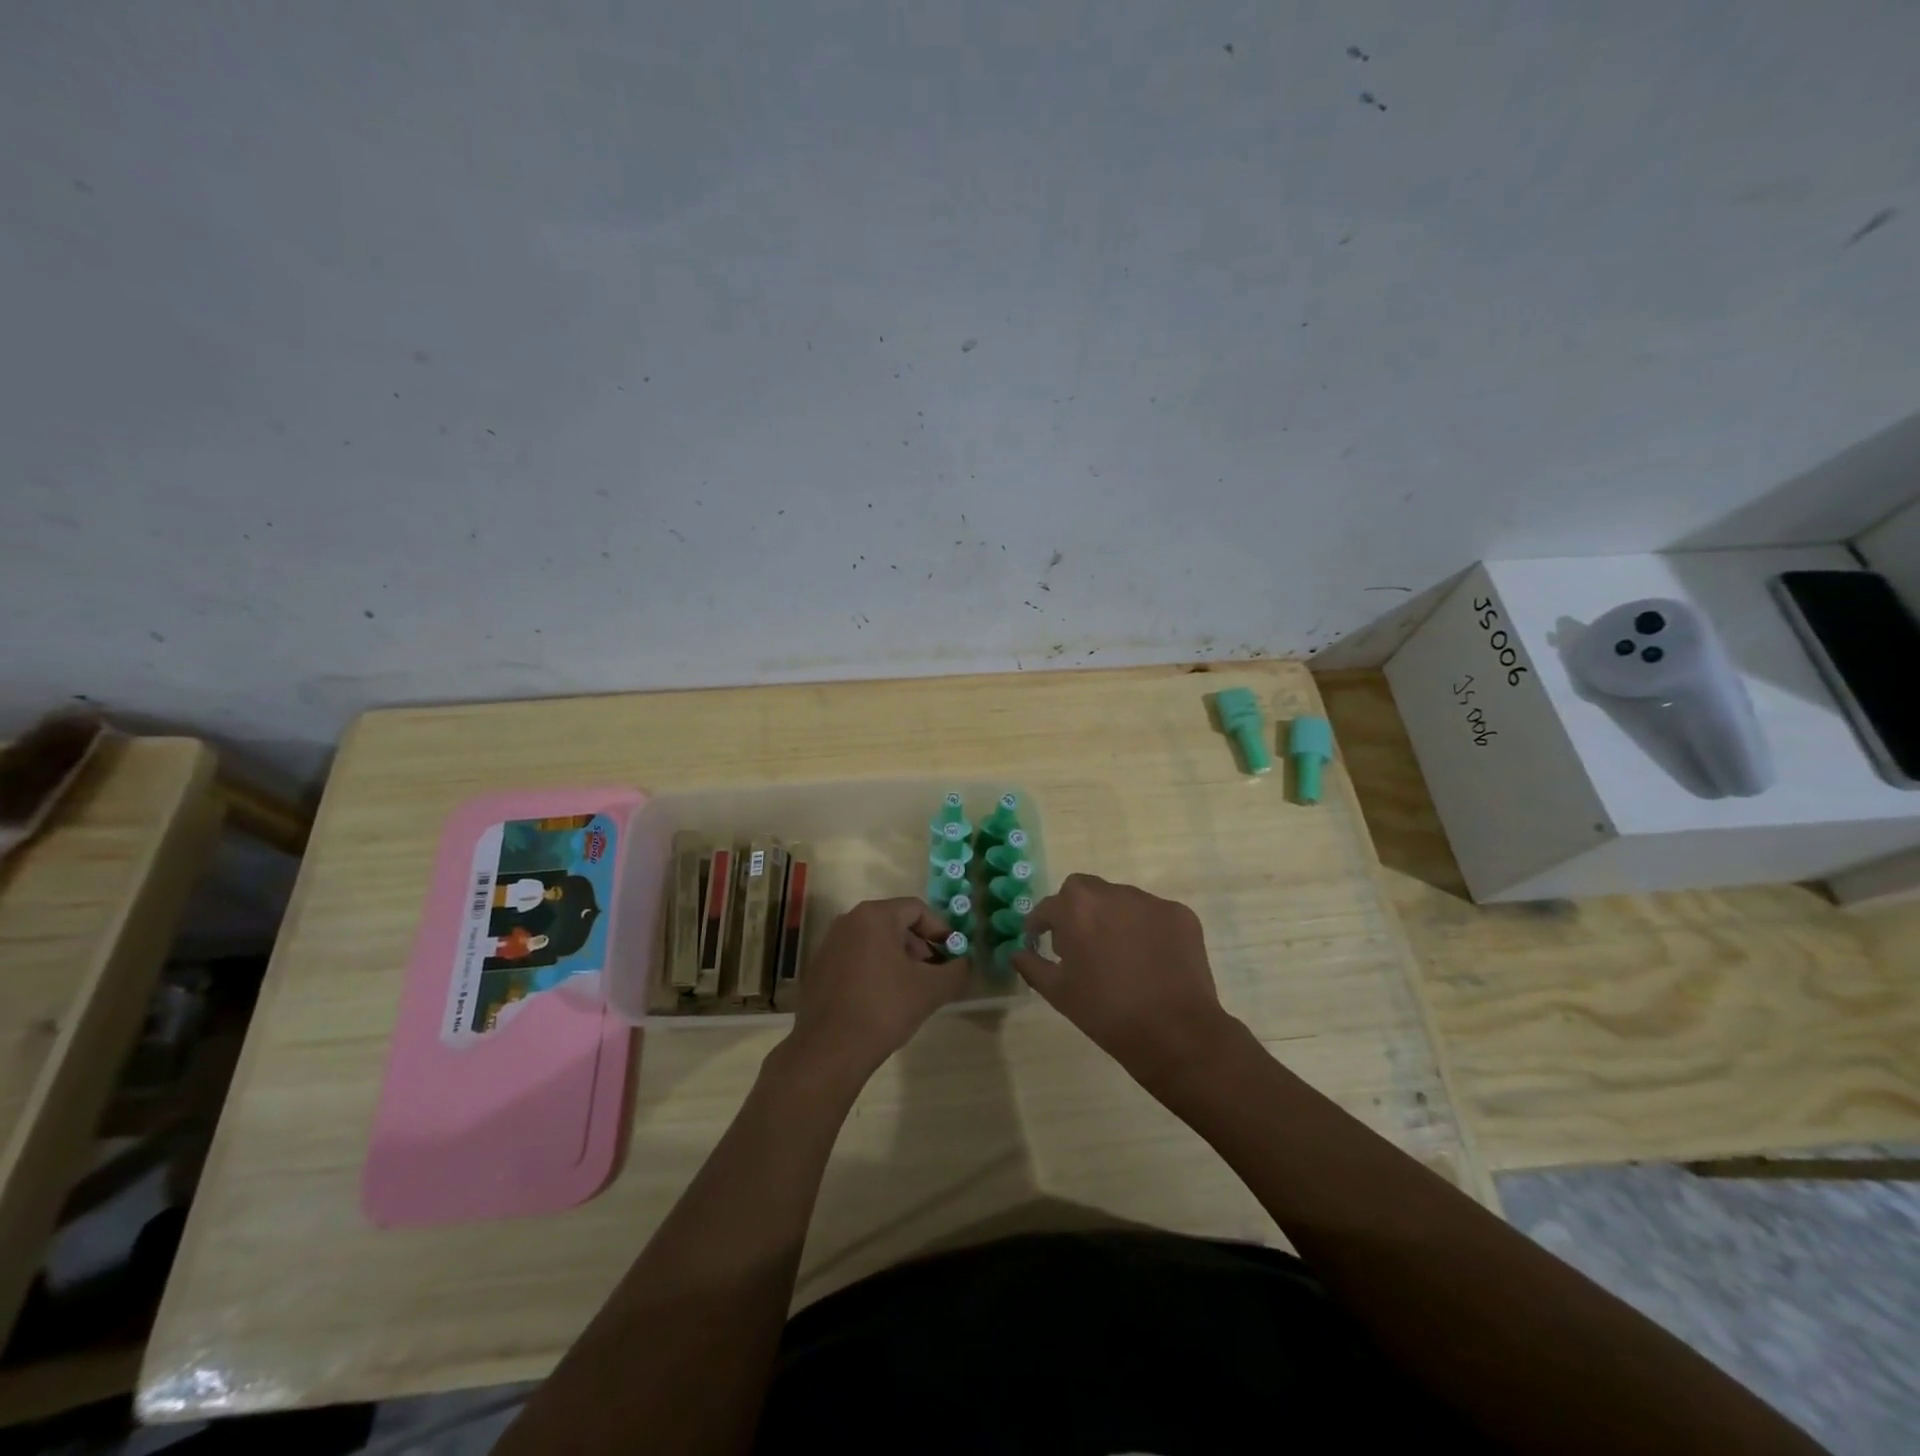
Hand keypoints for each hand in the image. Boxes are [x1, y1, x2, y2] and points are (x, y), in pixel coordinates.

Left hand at [785, 898, 967, 1086]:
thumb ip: (956, 970)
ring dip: (898, 959)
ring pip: (874, 942)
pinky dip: (875, 970)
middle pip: (895, 923)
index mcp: (874, 916)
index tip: (952, 954)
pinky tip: (883, 1000)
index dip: (940, 930)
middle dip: (919, 946)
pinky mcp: (819, 968)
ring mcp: (829, 944)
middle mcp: (848, 921)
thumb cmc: (884, 1008)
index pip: (917, 909)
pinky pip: (855, 958)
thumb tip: (964, 963)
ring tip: (911, 989)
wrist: (830, 1050)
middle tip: (934, 974)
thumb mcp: (931, 989)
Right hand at [1013, 874, 1236, 1088]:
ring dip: (1111, 917)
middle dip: (1075, 910)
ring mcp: (1150, 901)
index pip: (1048, 907)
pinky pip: (1152, 914)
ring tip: (1118, 954)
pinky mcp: (1180, 915)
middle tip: (1079, 943)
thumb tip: (1017, 952)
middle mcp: (1112, 894)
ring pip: (1120, 900)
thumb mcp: (1058, 993)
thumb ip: (1032, 965)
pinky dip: (1145, 929)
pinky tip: (1149, 959)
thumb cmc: (1106, 1013)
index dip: (1041, 925)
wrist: (1175, 1033)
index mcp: (1076, 908)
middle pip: (1083, 891)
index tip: (1040, 941)